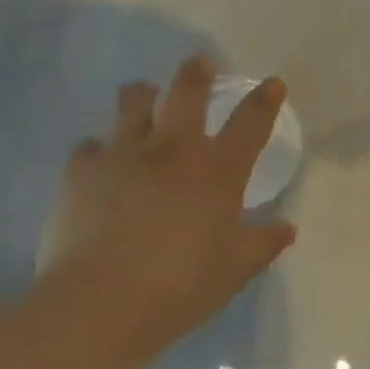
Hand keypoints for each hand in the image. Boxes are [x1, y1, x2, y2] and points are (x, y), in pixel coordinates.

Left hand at [35, 56, 296, 360]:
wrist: (99, 305)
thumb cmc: (180, 286)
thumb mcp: (234, 270)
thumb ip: (263, 244)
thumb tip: (288, 228)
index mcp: (216, 171)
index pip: (250, 122)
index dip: (265, 99)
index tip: (273, 84)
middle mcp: (172, 149)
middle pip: (187, 89)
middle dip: (197, 71)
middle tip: (201, 64)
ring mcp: (123, 154)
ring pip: (133, 101)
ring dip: (143, 96)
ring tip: (145, 100)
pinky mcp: (81, 170)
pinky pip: (90, 146)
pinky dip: (99, 150)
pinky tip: (100, 165)